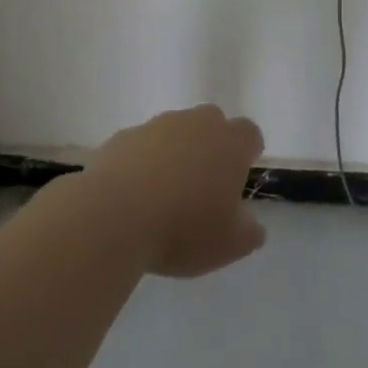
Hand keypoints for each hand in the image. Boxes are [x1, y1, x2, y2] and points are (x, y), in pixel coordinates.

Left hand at [86, 105, 266, 278]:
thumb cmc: (184, 228)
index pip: (250, 135)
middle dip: (210, 148)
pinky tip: (133, 196)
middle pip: (212, 124)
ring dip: (175, 154)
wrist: (115, 216)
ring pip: (175, 132)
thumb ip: (249, 231)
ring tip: (163, 196)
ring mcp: (158, 125)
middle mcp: (197, 122)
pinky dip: (142, 163)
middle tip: (202, 187)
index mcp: (230, 142)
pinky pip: (142, 146)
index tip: (237, 182)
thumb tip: (251, 224)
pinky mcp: (124, 136)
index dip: (246, 155)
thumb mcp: (229, 244)